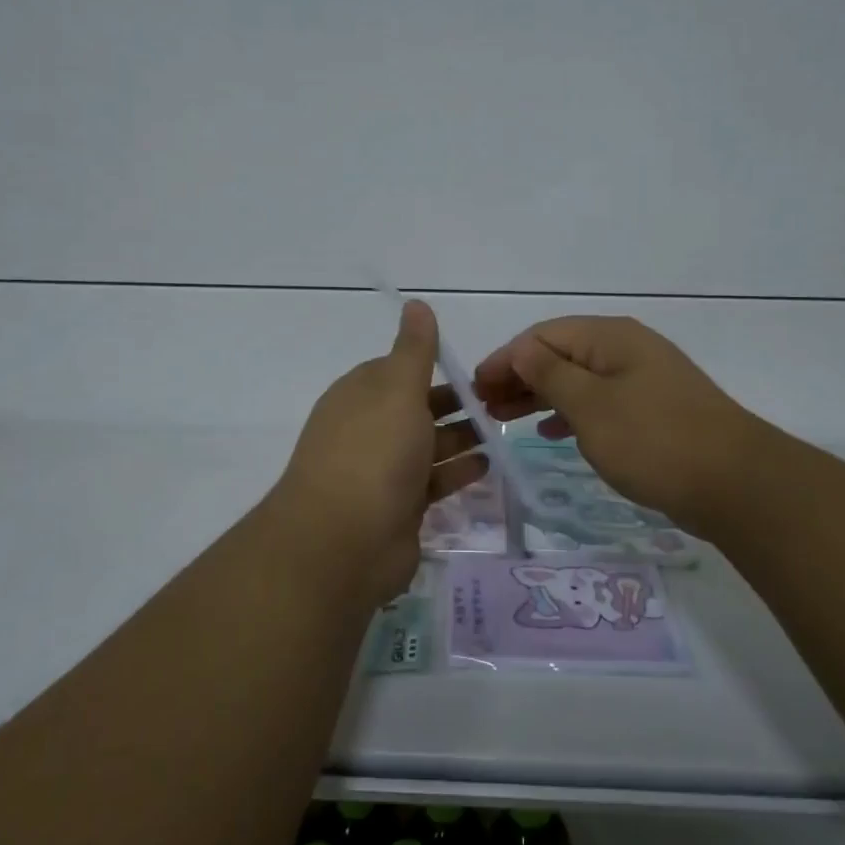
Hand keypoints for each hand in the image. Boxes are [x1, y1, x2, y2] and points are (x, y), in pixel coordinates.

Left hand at [269, 300, 486, 606]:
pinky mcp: (398, 509)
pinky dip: (458, 472)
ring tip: (501, 431)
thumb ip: (414, 349)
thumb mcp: (397, 388)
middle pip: (416, 409)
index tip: (473, 369)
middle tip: (500, 402)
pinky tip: (487, 465)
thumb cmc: (374, 452)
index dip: (432, 367)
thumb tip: (415, 302)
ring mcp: (382, 472)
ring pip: (427, 446)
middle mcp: (368, 430)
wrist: (343, 543)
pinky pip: (433, 482)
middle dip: (454, 404)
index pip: (397, 371)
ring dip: (461, 437)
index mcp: (360, 395)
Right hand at [473, 315, 779, 536]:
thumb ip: (550, 374)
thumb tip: (520, 350)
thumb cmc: (653, 440)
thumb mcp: (591, 406)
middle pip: (559, 354)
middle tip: (484, 407)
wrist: (736, 484)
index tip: (475, 388)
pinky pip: (598, 401)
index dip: (505, 359)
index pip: (542, 336)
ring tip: (504, 419)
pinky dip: (570, 413)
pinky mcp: (653, 410)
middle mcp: (625, 349)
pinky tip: (552, 431)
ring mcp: (642, 379)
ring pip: (577, 379)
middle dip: (519, 377)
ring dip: (539, 396)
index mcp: (610, 337)